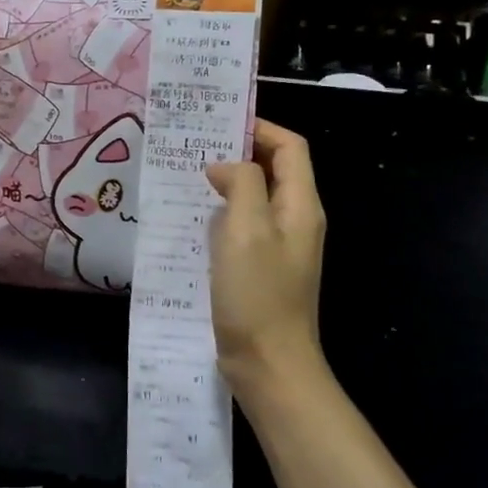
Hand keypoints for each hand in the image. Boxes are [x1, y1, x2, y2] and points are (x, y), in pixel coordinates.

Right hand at [203, 121, 327, 401]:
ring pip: (255, 198)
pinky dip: (221, 213)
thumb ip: (240, 184)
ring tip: (186, 176)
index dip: (260, 128)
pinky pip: (243, 226)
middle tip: (194, 146)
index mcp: (300, 205)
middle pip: (274, 169)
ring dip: (226, 183)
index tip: (218, 123)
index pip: (290, 147)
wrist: (269, 364)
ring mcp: (279, 247)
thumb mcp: (246, 230)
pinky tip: (192, 219)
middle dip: (238, 152)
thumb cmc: (258, 294)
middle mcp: (295, 220)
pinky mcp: (261, 268)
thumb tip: (225, 165)